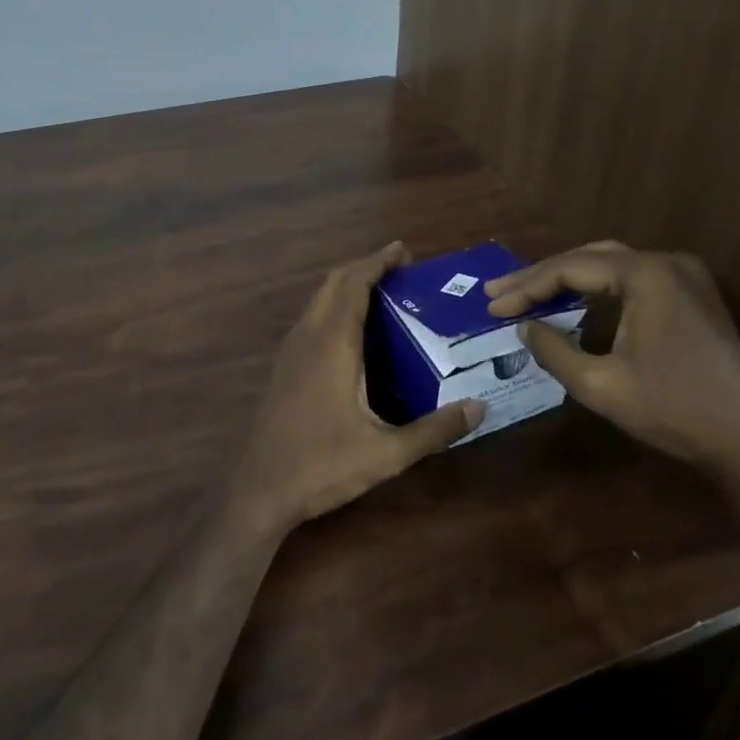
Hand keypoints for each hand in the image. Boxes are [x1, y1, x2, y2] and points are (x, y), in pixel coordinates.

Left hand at [229, 242, 483, 538]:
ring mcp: (291, 351)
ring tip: (382, 293)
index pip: (354, 283)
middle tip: (399, 270)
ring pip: (318, 299)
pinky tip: (354, 332)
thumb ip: (434, 430)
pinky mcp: (284, 367)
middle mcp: (308, 336)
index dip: (377, 261)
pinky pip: (311, 318)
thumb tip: (480, 408)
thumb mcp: (387, 452)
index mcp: (332, 343)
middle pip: (333, 282)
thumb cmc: (322, 465)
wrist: (259, 489)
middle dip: (364, 267)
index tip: (403, 250)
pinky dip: (334, 306)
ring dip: (346, 285)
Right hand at [485, 242, 739, 480]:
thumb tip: (524, 328)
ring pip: (611, 265)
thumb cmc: (673, 412)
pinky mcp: (694, 295)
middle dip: (541, 276)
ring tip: (528, 295)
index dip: (526, 287)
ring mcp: (686, 276)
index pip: (570, 269)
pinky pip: (634, 279)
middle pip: (589, 258)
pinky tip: (575, 305)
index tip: (491, 305)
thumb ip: (553, 350)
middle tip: (500, 293)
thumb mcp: (599, 385)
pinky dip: (598, 290)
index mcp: (646, 275)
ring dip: (569, 280)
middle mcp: (667, 262)